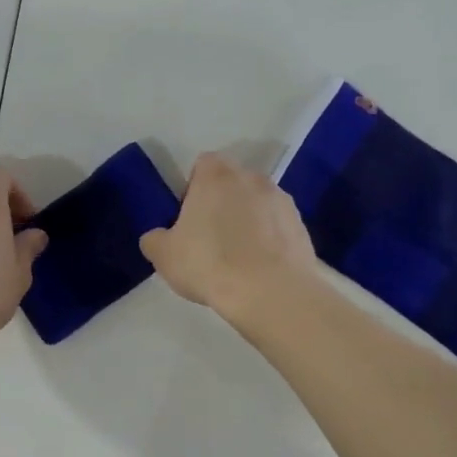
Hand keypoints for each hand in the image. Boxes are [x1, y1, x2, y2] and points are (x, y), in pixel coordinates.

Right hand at [140, 152, 318, 320]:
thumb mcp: (164, 255)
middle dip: (222, 202)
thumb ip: (155, 239)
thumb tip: (158, 237)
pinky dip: (269, 239)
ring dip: (248, 220)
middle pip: (232, 182)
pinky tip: (260, 267)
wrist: (270, 292)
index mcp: (216, 175)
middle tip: (211, 238)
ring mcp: (282, 200)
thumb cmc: (209, 264)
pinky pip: (278, 226)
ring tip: (239, 257)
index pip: (203, 164)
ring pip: (258, 203)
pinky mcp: (301, 226)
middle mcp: (252, 177)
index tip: (189, 217)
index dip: (193, 187)